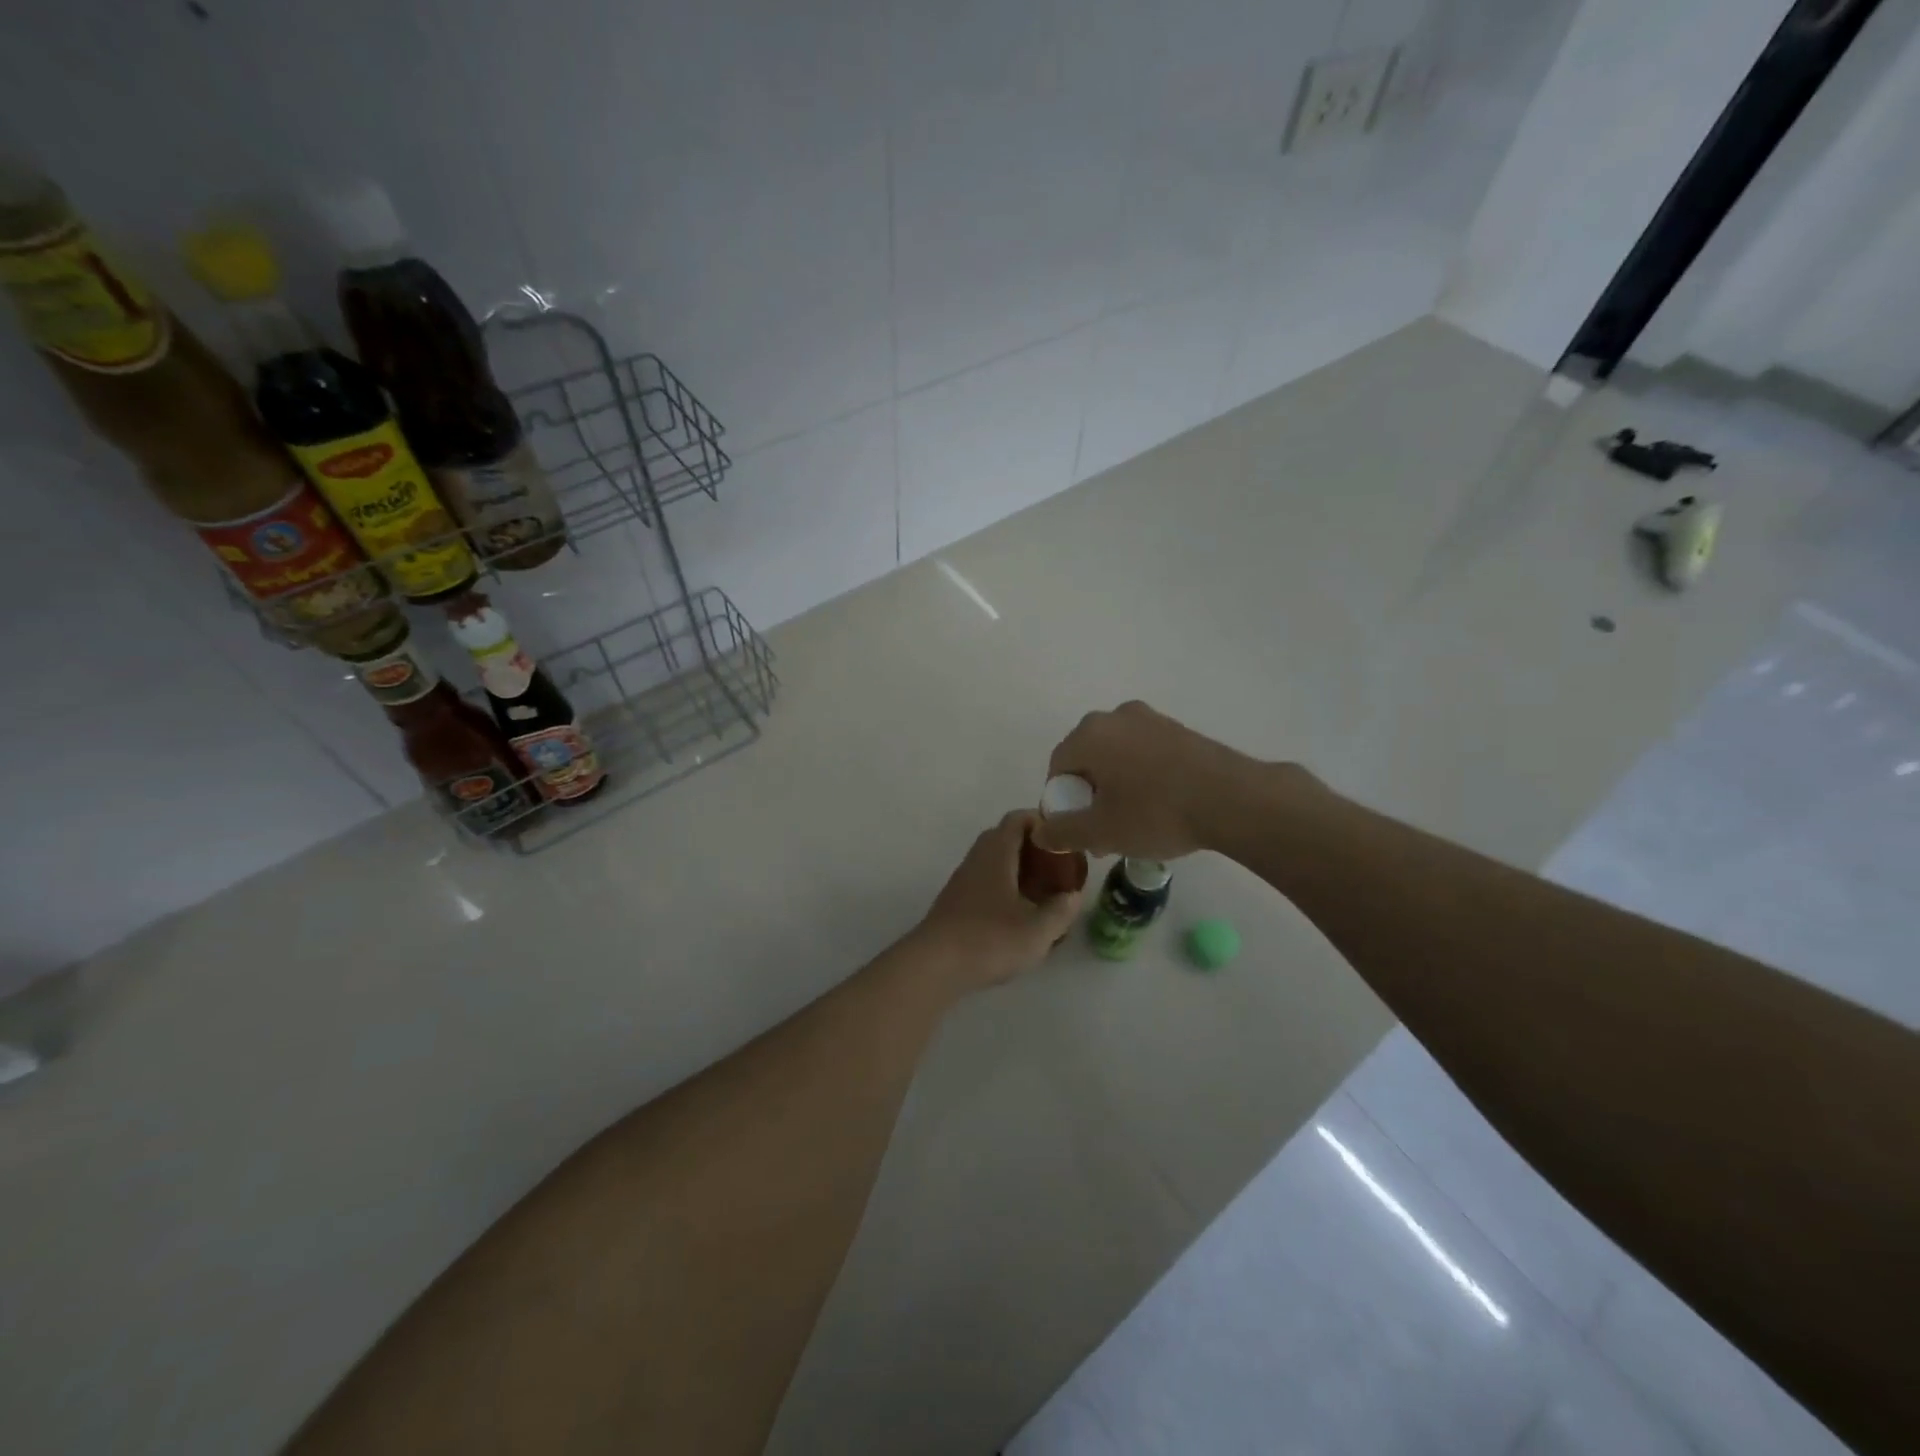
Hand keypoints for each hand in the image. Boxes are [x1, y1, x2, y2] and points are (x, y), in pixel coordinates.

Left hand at [913, 811, 1082, 989]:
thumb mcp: (1037, 930)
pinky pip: (987, 882)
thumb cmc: (989, 940)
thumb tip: (1074, 896)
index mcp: (997, 852)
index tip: (1065, 839)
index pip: (1019, 819)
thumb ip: (1061, 910)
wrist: (934, 965)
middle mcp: (977, 858)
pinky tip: (1020, 916)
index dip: (1043, 822)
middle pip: (1007, 839)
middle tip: (1060, 868)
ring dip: (1020, 871)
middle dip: (1035, 849)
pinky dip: (1006, 889)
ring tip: (1045, 894)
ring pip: (996, 862)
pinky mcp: (956, 902)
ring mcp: (963, 880)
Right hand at [1034, 700, 1278, 858]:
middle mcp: (1115, 717)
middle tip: (1104, 831)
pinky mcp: (1178, 729)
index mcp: (1089, 735)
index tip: (1079, 831)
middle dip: (1089, 796)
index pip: (1058, 768)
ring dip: (1116, 788)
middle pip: (1087, 760)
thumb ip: (1062, 831)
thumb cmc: (1156, 813)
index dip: (1062, 803)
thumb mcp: (1101, 832)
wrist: (1233, 799)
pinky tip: (1160, 806)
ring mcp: (1150, 719)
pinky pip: (1144, 753)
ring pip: (1116, 757)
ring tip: (1134, 823)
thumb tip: (1040, 832)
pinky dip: (1141, 777)